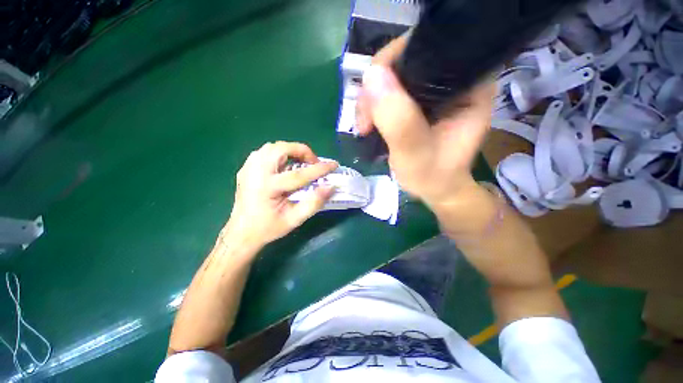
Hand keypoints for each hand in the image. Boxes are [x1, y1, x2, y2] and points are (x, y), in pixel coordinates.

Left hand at [224, 141, 337, 250]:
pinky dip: (278, 154)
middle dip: (302, 151)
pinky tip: (283, 165)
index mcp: (268, 188)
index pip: (300, 174)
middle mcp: (256, 173)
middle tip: (312, 163)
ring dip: (290, 151)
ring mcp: (248, 169)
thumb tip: (331, 187)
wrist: (241, 233)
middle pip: (281, 149)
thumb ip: (314, 203)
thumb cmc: (269, 228)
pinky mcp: (245, 169)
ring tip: (300, 162)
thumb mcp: (294, 220)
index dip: (320, 168)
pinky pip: (263, 152)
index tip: (334, 165)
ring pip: (271, 147)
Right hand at [355, 36, 494, 208]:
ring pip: (391, 76)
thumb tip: (372, 76)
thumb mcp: (415, 155)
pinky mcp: (418, 101)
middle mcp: (453, 79)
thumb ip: (399, 121)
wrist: (434, 189)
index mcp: (468, 84)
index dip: (391, 67)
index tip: (372, 103)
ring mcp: (433, 89)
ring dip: (370, 100)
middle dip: (376, 89)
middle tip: (365, 123)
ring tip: (365, 128)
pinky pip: (388, 91)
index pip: (426, 51)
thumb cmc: (433, 177)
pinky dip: (373, 106)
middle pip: (403, 61)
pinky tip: (369, 124)